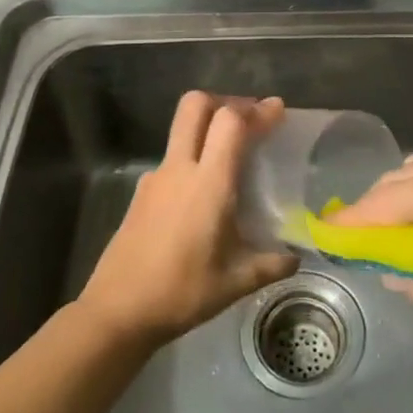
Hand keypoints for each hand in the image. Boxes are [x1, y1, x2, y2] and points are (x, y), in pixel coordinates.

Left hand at [79, 92, 298, 345]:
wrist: (117, 311)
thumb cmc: (182, 292)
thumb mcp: (235, 282)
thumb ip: (270, 264)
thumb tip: (295, 258)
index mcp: (209, 183)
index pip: (231, 122)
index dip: (257, 110)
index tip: (277, 110)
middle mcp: (180, 169)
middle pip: (196, 105)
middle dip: (225, 101)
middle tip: (247, 120)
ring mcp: (156, 178)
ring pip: (181, 129)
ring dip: (206, 127)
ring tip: (229, 154)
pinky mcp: (141, 193)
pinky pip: (171, 159)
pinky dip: (191, 158)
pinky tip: (201, 193)